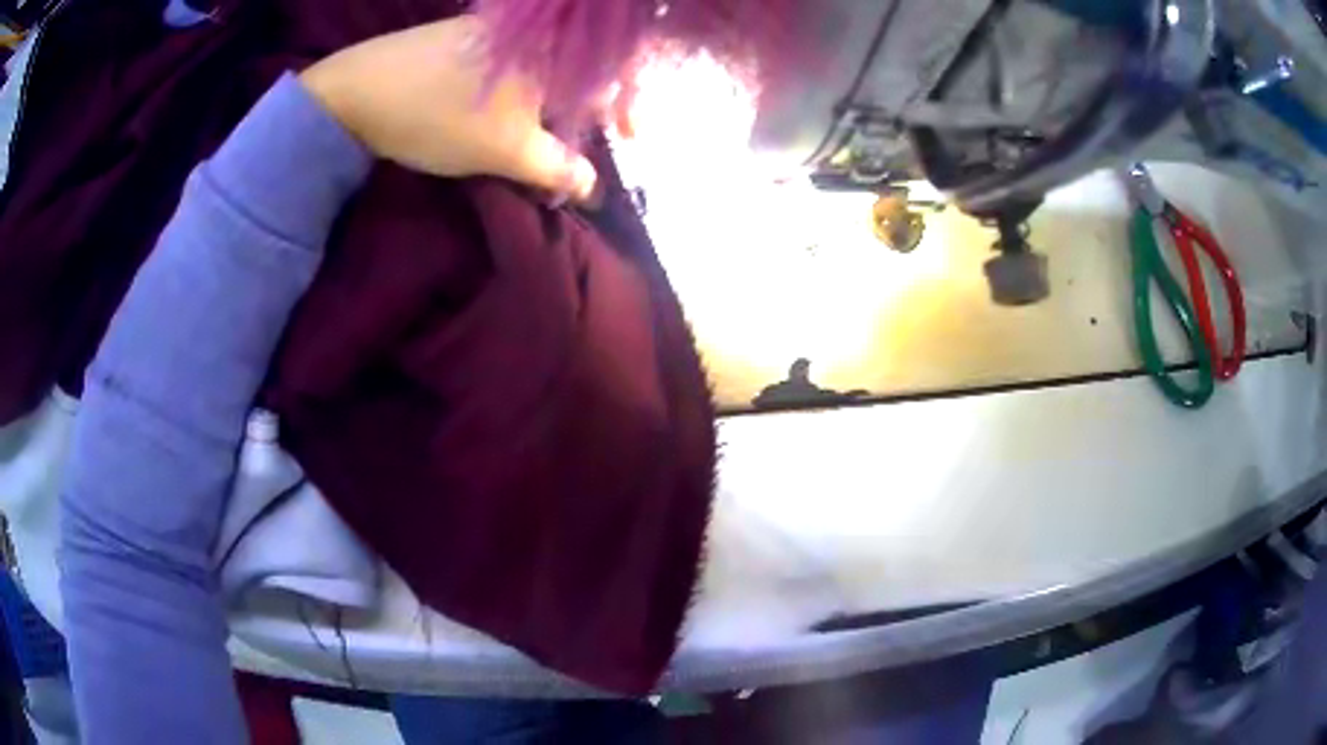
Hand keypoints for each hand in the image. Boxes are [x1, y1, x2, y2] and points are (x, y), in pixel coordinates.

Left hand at [300, 17, 597, 202]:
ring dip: (547, 106)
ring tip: (539, 139)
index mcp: (549, 50)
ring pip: (537, 71)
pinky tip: (501, 114)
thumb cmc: (439, 117)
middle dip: (583, 114)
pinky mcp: (459, 38)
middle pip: (572, 73)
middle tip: (577, 149)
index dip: (624, 112)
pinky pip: (506, 67)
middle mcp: (528, 33)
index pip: (606, 78)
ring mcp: (490, 31)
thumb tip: (594, 189)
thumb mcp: (506, 151)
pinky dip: (514, 94)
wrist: (354, 91)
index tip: (633, 141)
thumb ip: (559, 169)